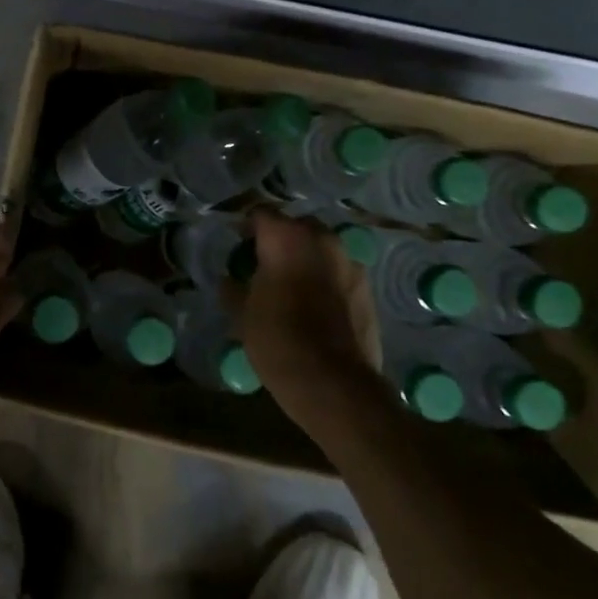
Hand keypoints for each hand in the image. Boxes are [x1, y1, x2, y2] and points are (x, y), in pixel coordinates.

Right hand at [238, 210, 382, 400]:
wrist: (335, 384)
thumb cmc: (278, 341)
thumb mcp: (242, 314)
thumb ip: (234, 288)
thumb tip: (230, 279)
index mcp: (286, 237)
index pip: (260, 213)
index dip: (246, 226)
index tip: (236, 244)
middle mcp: (321, 240)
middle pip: (295, 226)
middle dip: (279, 239)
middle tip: (262, 263)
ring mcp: (349, 262)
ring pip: (320, 248)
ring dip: (304, 258)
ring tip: (290, 284)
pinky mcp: (367, 288)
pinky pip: (338, 271)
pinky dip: (324, 278)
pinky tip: (314, 303)